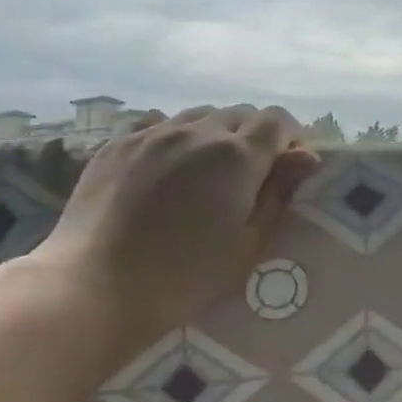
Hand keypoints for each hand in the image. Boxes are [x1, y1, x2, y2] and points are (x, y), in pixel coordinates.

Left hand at [25, 105, 320, 353]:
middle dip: (254, 136)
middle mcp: (197, 131)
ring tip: (205, 172)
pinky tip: (166, 170)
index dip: (289, 139)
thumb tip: (307, 157)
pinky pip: (158, 125)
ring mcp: (152, 134)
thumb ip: (278, 195)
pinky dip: (175, 138)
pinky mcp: (117, 144)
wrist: (95, 287)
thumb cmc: (184, 278)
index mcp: (237, 156)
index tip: (286, 168)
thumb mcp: (247, 245)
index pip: (278, 121)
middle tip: (248, 178)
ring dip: (213, 134)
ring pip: (198, 116)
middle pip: (240, 113)